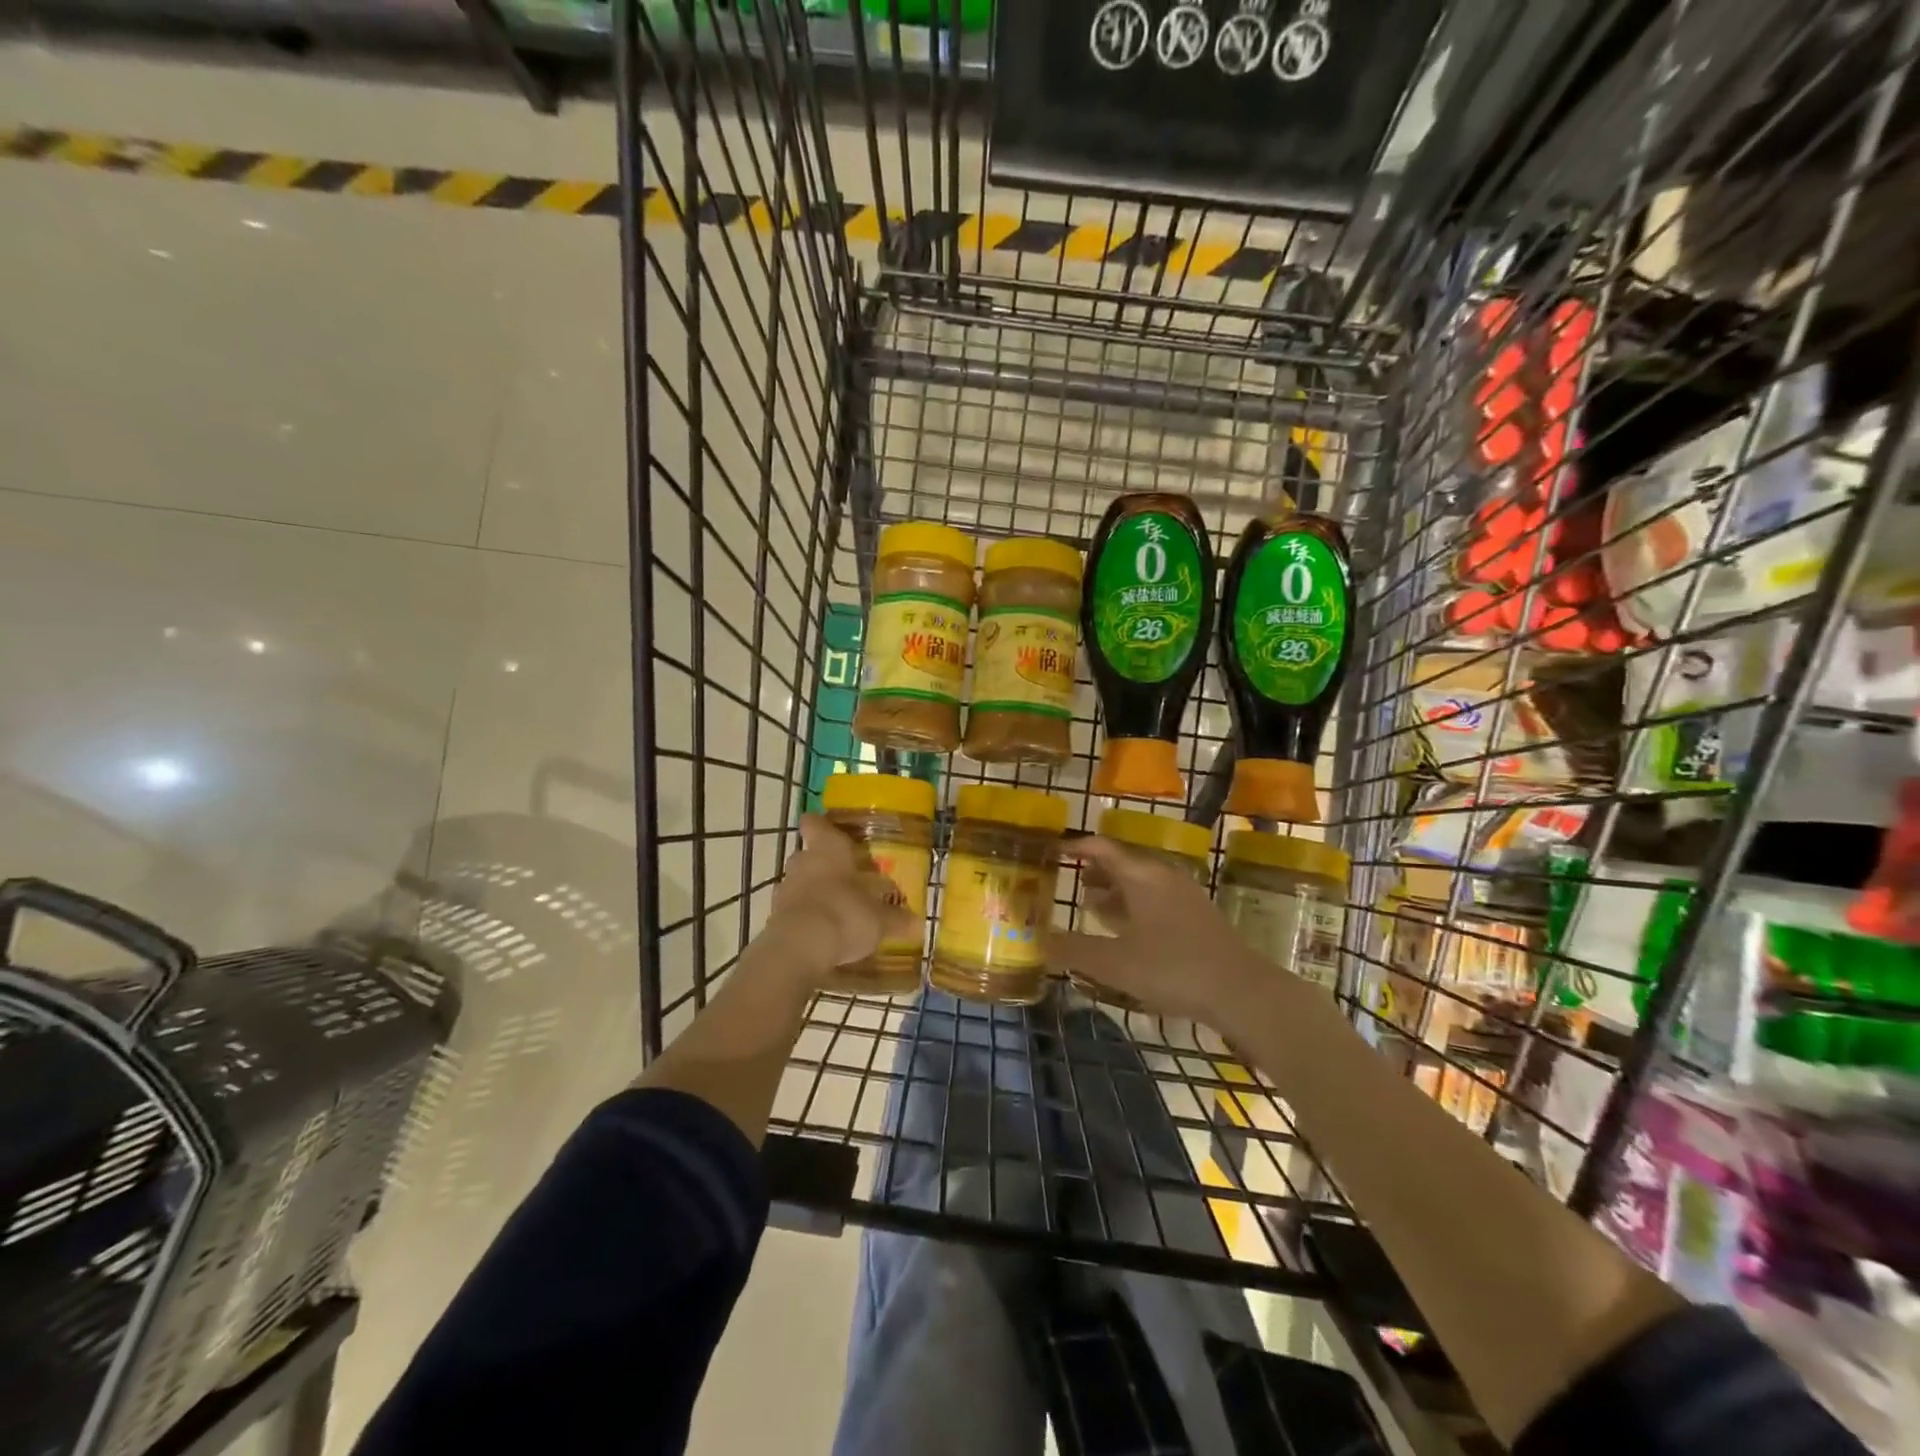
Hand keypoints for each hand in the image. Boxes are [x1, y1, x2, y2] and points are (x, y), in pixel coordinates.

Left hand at [763, 816, 913, 980]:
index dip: (820, 825)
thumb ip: (897, 919)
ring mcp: (784, 889)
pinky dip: (804, 917)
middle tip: (844, 878)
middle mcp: (803, 862)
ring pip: (798, 883)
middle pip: (808, 855)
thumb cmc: (845, 914)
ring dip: (812, 893)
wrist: (799, 948)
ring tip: (834, 910)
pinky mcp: (774, 917)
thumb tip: (917, 923)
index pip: (816, 824)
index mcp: (828, 849)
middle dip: (822, 865)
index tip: (829, 829)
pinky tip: (821, 933)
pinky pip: (792, 910)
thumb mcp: (880, 919)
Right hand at [1050, 836, 1260, 1024]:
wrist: (1241, 991)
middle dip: (1093, 872)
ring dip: (1113, 892)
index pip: (1101, 848)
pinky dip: (1132, 908)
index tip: (1051, 853)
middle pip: (1122, 864)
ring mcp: (1183, 896)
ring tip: (1088, 906)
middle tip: (1066, 882)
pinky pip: (1154, 901)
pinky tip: (1124, 932)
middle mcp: (1163, 876)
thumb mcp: (1114, 962)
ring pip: (1140, 884)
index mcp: (1141, 875)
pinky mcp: (1197, 917)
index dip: (1075, 848)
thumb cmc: (1172, 968)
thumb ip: (1073, 950)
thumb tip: (1037, 941)